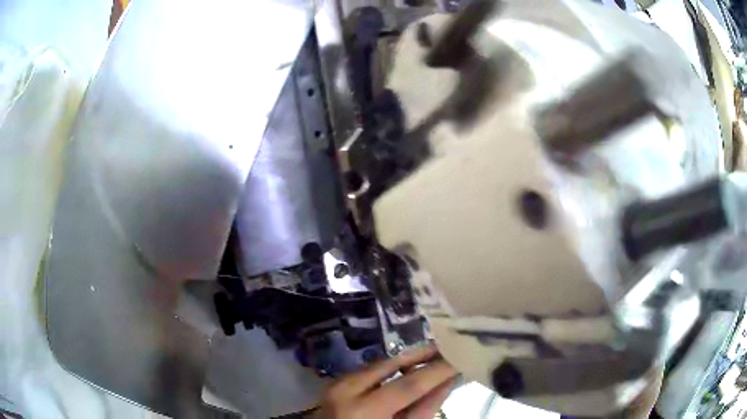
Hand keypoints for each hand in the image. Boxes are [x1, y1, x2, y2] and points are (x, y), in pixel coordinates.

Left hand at [314, 344, 458, 418]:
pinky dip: (389, 368)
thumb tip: (447, 381)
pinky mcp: (333, 383)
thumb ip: (423, 410)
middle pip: (390, 364)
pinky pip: (367, 370)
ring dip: (406, 360)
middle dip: (421, 355)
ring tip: (432, 355)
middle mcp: (344, 389)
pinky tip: (406, 368)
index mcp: (363, 409)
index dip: (438, 370)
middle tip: (448, 347)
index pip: (410, 384)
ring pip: (378, 364)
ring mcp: (335, 384)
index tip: (460, 356)